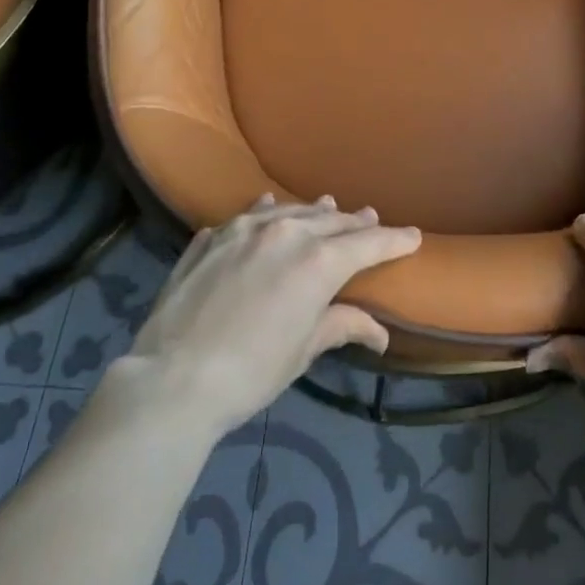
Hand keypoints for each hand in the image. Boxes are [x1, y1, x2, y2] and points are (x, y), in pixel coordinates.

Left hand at [114, 195, 420, 437]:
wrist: (172, 379)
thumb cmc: (251, 372)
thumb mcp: (303, 350)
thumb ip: (341, 326)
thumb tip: (379, 333)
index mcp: (318, 260)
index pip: (367, 243)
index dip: (394, 240)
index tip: (413, 236)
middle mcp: (286, 231)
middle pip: (331, 221)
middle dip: (355, 223)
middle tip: (370, 219)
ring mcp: (244, 229)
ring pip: (290, 210)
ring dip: (313, 212)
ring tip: (328, 205)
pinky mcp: (212, 238)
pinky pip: (246, 216)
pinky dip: (265, 212)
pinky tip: (266, 206)